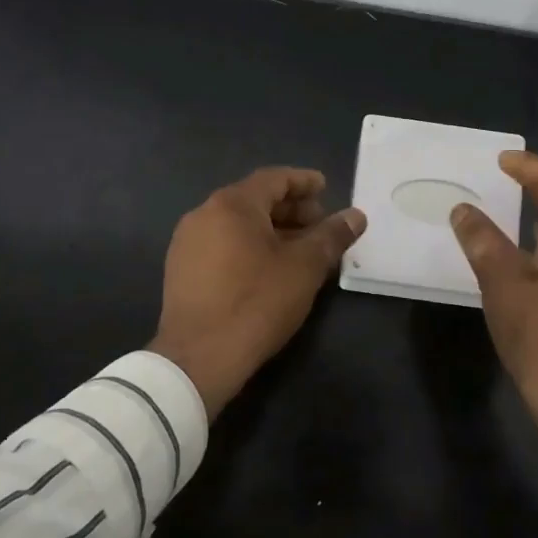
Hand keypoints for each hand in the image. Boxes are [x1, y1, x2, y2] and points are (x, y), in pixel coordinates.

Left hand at [148, 167, 366, 416]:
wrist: (198, 358)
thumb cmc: (257, 302)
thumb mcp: (305, 267)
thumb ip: (331, 236)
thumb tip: (356, 216)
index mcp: (232, 204)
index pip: (274, 179)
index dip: (304, 182)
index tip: (326, 187)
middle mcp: (204, 214)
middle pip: (254, 200)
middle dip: (290, 209)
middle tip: (320, 224)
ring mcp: (187, 243)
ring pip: (237, 224)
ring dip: (271, 229)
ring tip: (300, 248)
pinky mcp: (181, 270)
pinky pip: (222, 244)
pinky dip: (249, 246)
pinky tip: (269, 268)